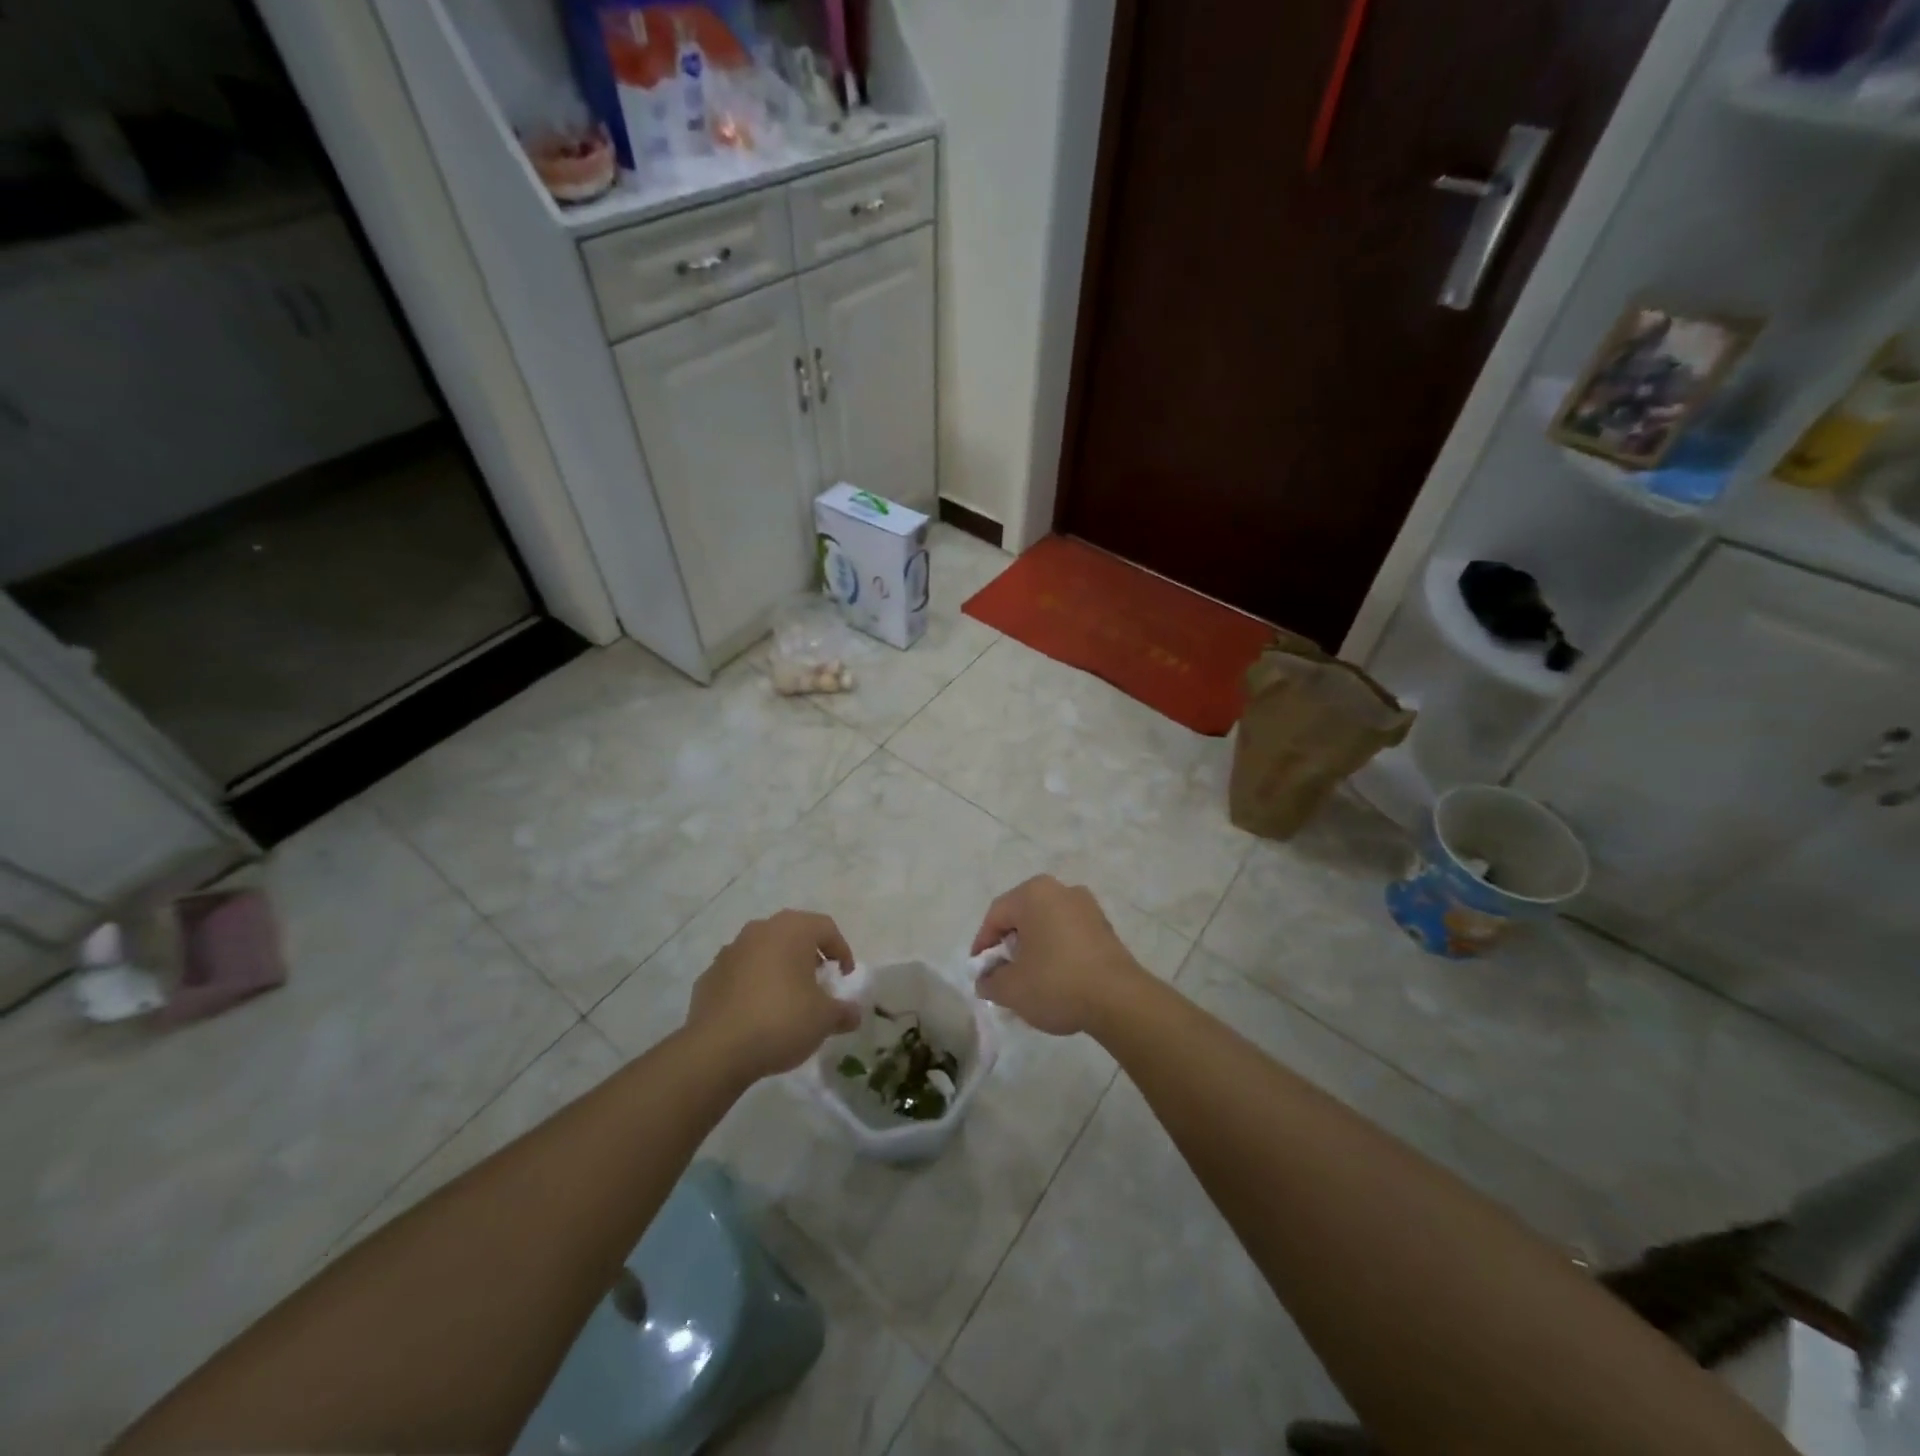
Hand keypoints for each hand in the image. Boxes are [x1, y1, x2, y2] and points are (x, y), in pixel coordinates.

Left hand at [685, 910, 860, 1083]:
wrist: (717, 1050)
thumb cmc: (781, 1021)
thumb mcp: (824, 1019)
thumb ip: (844, 1011)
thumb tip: (853, 1013)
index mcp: (791, 930)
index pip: (826, 928)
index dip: (842, 951)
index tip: (845, 977)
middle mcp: (759, 931)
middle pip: (793, 934)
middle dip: (809, 956)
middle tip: (819, 982)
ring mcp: (729, 951)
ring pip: (764, 951)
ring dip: (779, 968)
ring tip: (787, 998)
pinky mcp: (708, 976)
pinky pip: (740, 973)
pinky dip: (752, 985)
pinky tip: (757, 1013)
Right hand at [970, 876, 1147, 1035]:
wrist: (1119, 1000)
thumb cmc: (1056, 983)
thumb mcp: (1011, 988)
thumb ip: (989, 981)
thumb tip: (986, 979)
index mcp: (1034, 893)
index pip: (996, 915)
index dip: (983, 945)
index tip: (979, 972)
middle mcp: (1061, 890)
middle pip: (1022, 917)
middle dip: (1009, 946)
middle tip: (1002, 975)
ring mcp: (1087, 906)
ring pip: (1047, 925)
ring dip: (1034, 949)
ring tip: (1029, 981)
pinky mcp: (1105, 927)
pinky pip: (1069, 934)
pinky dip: (1057, 951)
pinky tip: (1056, 980)